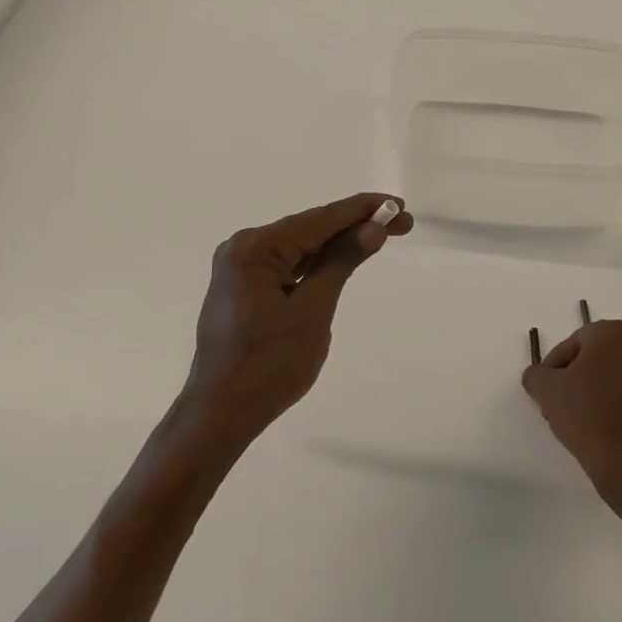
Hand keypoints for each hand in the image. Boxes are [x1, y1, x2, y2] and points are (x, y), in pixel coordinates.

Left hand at [180, 193, 412, 447]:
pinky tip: (341, 259)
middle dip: (355, 226)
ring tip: (381, 237)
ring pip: (300, 247)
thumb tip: (373, 228)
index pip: (320, 220)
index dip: (362, 210)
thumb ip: (341, 262)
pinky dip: (316, 263)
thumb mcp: (313, 311)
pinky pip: (287, 265)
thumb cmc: (268, 366)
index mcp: (255, 248)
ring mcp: (240, 268)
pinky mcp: (244, 288)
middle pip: (310, 229)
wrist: (220, 415)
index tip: (399, 205)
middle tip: (402, 224)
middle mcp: (244, 248)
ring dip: (338, 243)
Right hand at [522, 318, 621, 494]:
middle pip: (593, 357)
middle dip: (572, 376)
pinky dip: (608, 401)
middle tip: (555, 400)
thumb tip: (538, 377)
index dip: (553, 365)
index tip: (544, 388)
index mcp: (613, 333)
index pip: (573, 342)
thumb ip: (535, 374)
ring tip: (571, 416)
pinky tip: (592, 424)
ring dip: (589, 389)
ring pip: (609, 374)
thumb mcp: (546, 388)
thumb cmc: (584, 412)